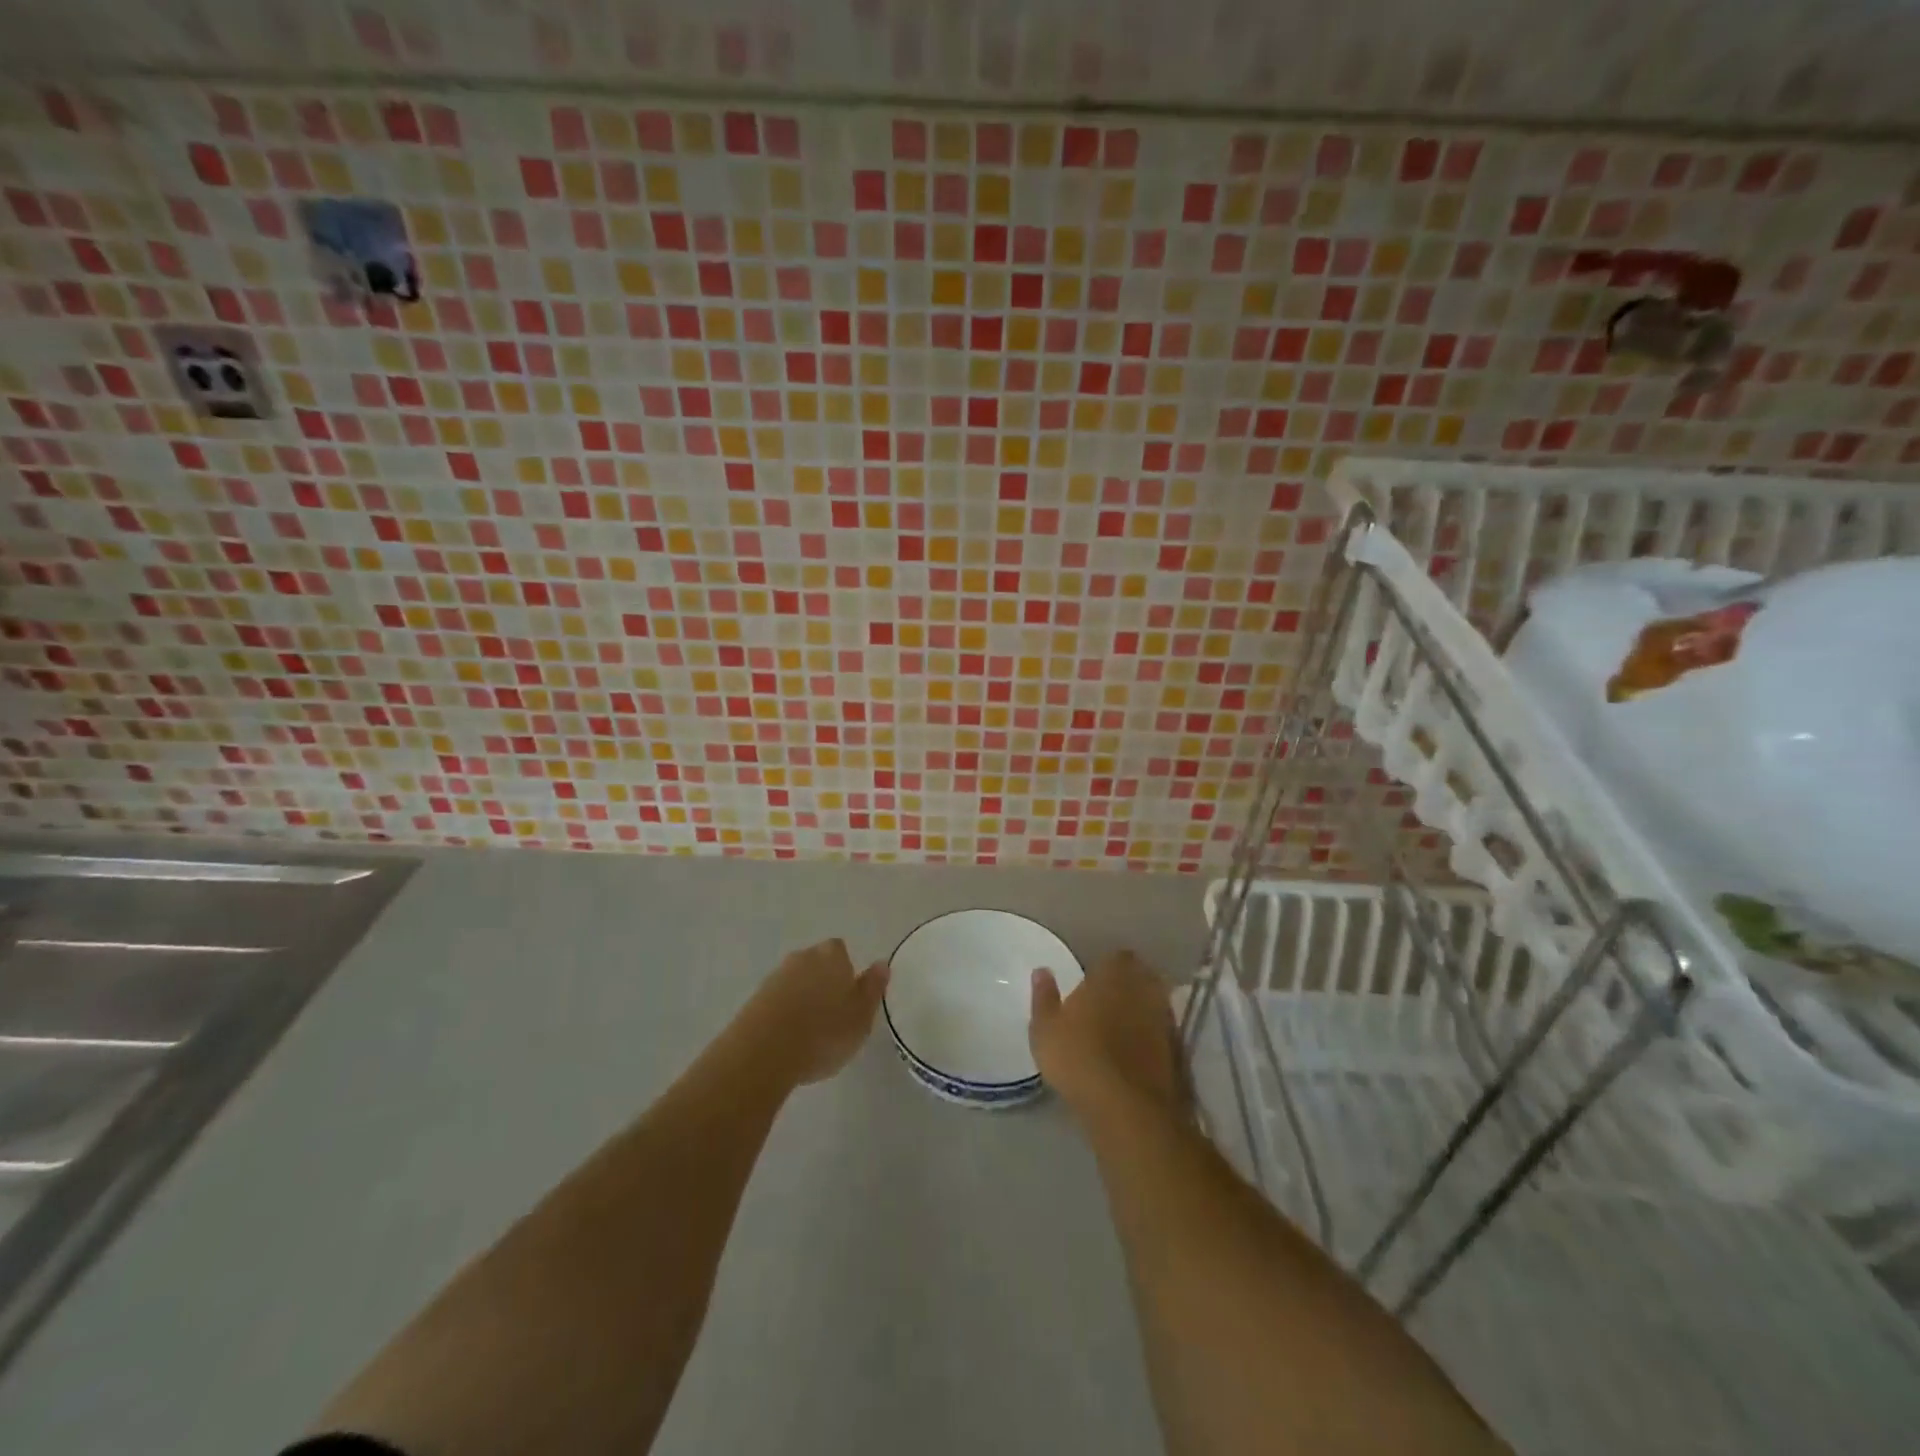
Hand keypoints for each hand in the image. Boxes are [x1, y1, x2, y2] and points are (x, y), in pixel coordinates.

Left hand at [735, 938, 888, 1087]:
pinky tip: (788, 1039)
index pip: (841, 951)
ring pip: (796, 982)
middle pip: (816, 964)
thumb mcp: (862, 1015)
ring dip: (802, 999)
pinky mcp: (754, 1000)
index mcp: (832, 956)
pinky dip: (784, 1014)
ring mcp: (775, 977)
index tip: (850, 996)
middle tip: (833, 1015)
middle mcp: (802, 958)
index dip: (846, 971)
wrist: (764, 1052)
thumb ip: (873, 988)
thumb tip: (881, 963)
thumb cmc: (824, 1031)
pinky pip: (777, 1002)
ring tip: (810, 1032)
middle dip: (823, 982)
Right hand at [1029, 950, 1184, 1119]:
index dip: (1106, 968)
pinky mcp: (1178, 1051)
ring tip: (1122, 1030)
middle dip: (1127, 986)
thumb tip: (1042, 971)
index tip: (1093, 981)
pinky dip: (1152, 1039)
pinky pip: (1163, 1034)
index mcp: (1113, 974)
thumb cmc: (1078, 1058)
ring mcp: (1165, 1020)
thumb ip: (1044, 997)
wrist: (1127, 1108)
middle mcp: (1144, 989)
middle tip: (1107, 1003)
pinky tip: (1137, 1055)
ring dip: (1142, 1012)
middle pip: (1141, 977)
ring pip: (1154, 1005)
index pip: (1117, 957)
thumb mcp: (1045, 1029)